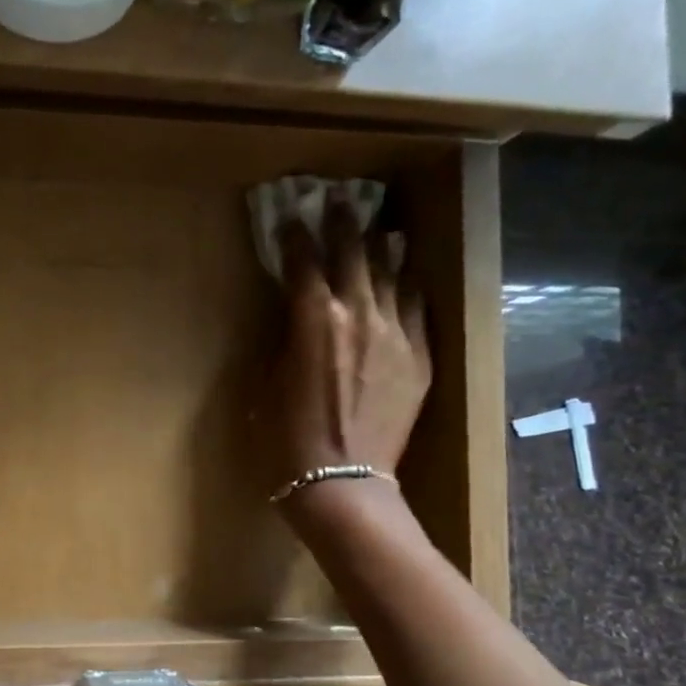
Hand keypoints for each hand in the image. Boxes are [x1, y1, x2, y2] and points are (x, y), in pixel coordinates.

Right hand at [257, 200, 429, 517]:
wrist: (342, 483)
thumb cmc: (286, 439)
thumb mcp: (265, 383)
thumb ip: (280, 339)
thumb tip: (290, 315)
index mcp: (312, 318)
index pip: (303, 261)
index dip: (295, 236)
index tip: (290, 218)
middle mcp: (358, 312)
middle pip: (352, 254)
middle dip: (342, 225)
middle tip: (339, 202)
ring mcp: (396, 333)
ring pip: (391, 274)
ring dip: (381, 248)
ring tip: (379, 230)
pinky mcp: (420, 357)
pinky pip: (418, 308)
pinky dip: (408, 288)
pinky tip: (406, 277)